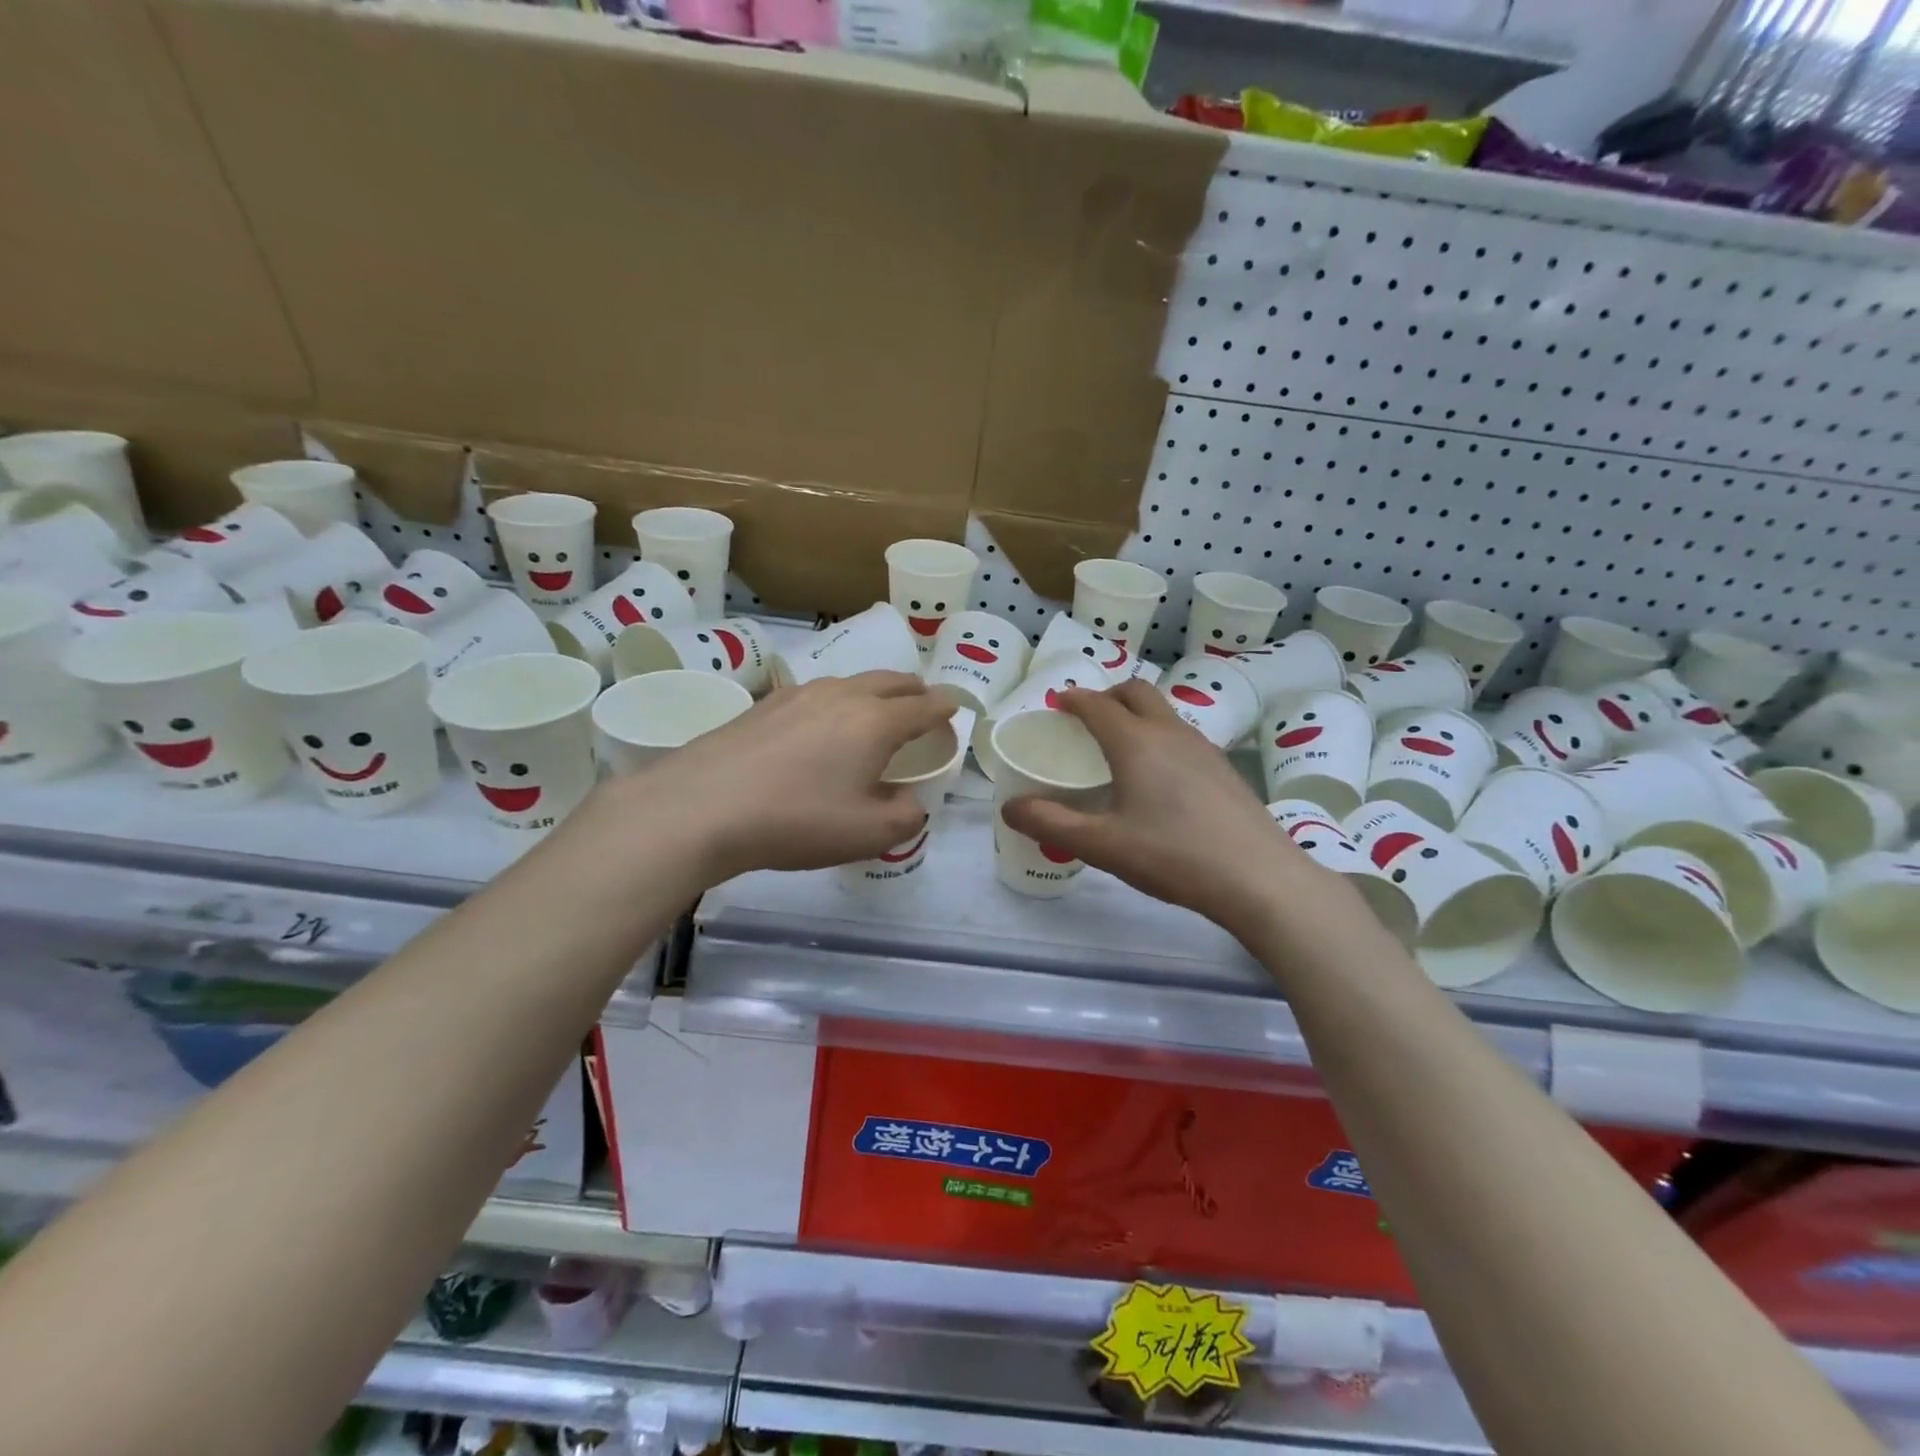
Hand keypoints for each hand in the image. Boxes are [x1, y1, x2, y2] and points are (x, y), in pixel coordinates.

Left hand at [622, 671, 954, 881]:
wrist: (700, 807)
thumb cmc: (796, 820)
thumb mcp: (868, 834)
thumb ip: (906, 816)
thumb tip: (910, 801)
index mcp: (875, 721)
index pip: (924, 707)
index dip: (946, 710)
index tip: (955, 711)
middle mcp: (841, 695)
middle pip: (890, 681)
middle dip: (914, 691)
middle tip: (923, 704)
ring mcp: (798, 695)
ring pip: (851, 683)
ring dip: (873, 693)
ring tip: (873, 712)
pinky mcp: (763, 705)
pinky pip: (815, 694)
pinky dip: (835, 703)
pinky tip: (819, 726)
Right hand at [1000, 679, 1315, 935]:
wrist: (1259, 878)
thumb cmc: (1173, 856)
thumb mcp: (1102, 845)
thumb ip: (1051, 823)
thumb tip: (1009, 807)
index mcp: (1136, 743)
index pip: (1098, 705)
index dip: (1074, 699)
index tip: (1057, 703)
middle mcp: (1170, 733)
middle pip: (1136, 692)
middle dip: (1107, 696)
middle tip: (1087, 718)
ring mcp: (1204, 748)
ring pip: (1163, 712)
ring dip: (1136, 714)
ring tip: (1119, 746)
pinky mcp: (1224, 769)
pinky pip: (1182, 735)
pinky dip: (1159, 736)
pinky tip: (1158, 777)